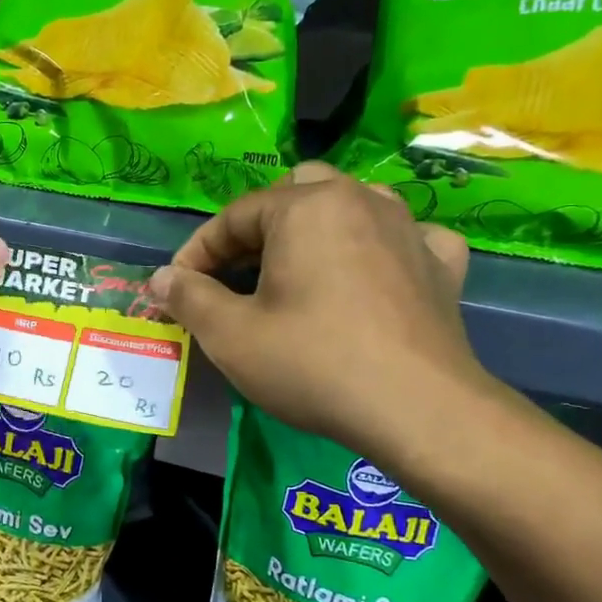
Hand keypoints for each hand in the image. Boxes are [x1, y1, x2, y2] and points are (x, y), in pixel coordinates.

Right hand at [150, 162, 491, 452]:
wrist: (417, 409)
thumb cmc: (312, 364)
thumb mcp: (231, 336)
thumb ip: (189, 297)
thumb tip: (160, 278)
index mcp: (305, 207)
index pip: (234, 215)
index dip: (198, 251)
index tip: (179, 287)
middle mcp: (359, 200)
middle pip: (294, 193)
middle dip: (257, 228)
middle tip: (237, 275)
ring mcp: (409, 228)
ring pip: (351, 204)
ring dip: (317, 227)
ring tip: (299, 268)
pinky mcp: (441, 265)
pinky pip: (406, 237)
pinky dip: (381, 247)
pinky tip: (373, 273)